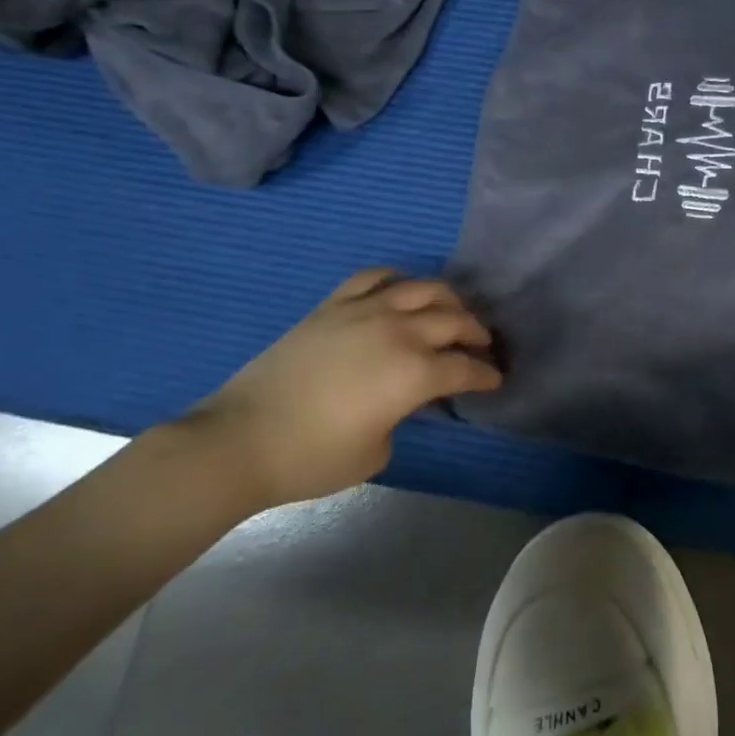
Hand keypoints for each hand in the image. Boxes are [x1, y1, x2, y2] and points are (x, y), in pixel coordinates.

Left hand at [177, 269, 501, 511]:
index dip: (486, 374)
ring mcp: (366, 311)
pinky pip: (375, 277)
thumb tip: (404, 399)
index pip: (466, 367)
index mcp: (416, 372)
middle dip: (476, 333)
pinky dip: (397, 280)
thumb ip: (403, 416)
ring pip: (424, 288)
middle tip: (481, 346)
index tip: (495, 378)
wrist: (239, 441)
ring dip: (448, 299)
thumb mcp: (376, 451)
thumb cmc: (311, 458)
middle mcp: (400, 331)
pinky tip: (401, 291)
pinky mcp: (334, 305)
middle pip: (455, 320)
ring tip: (451, 312)